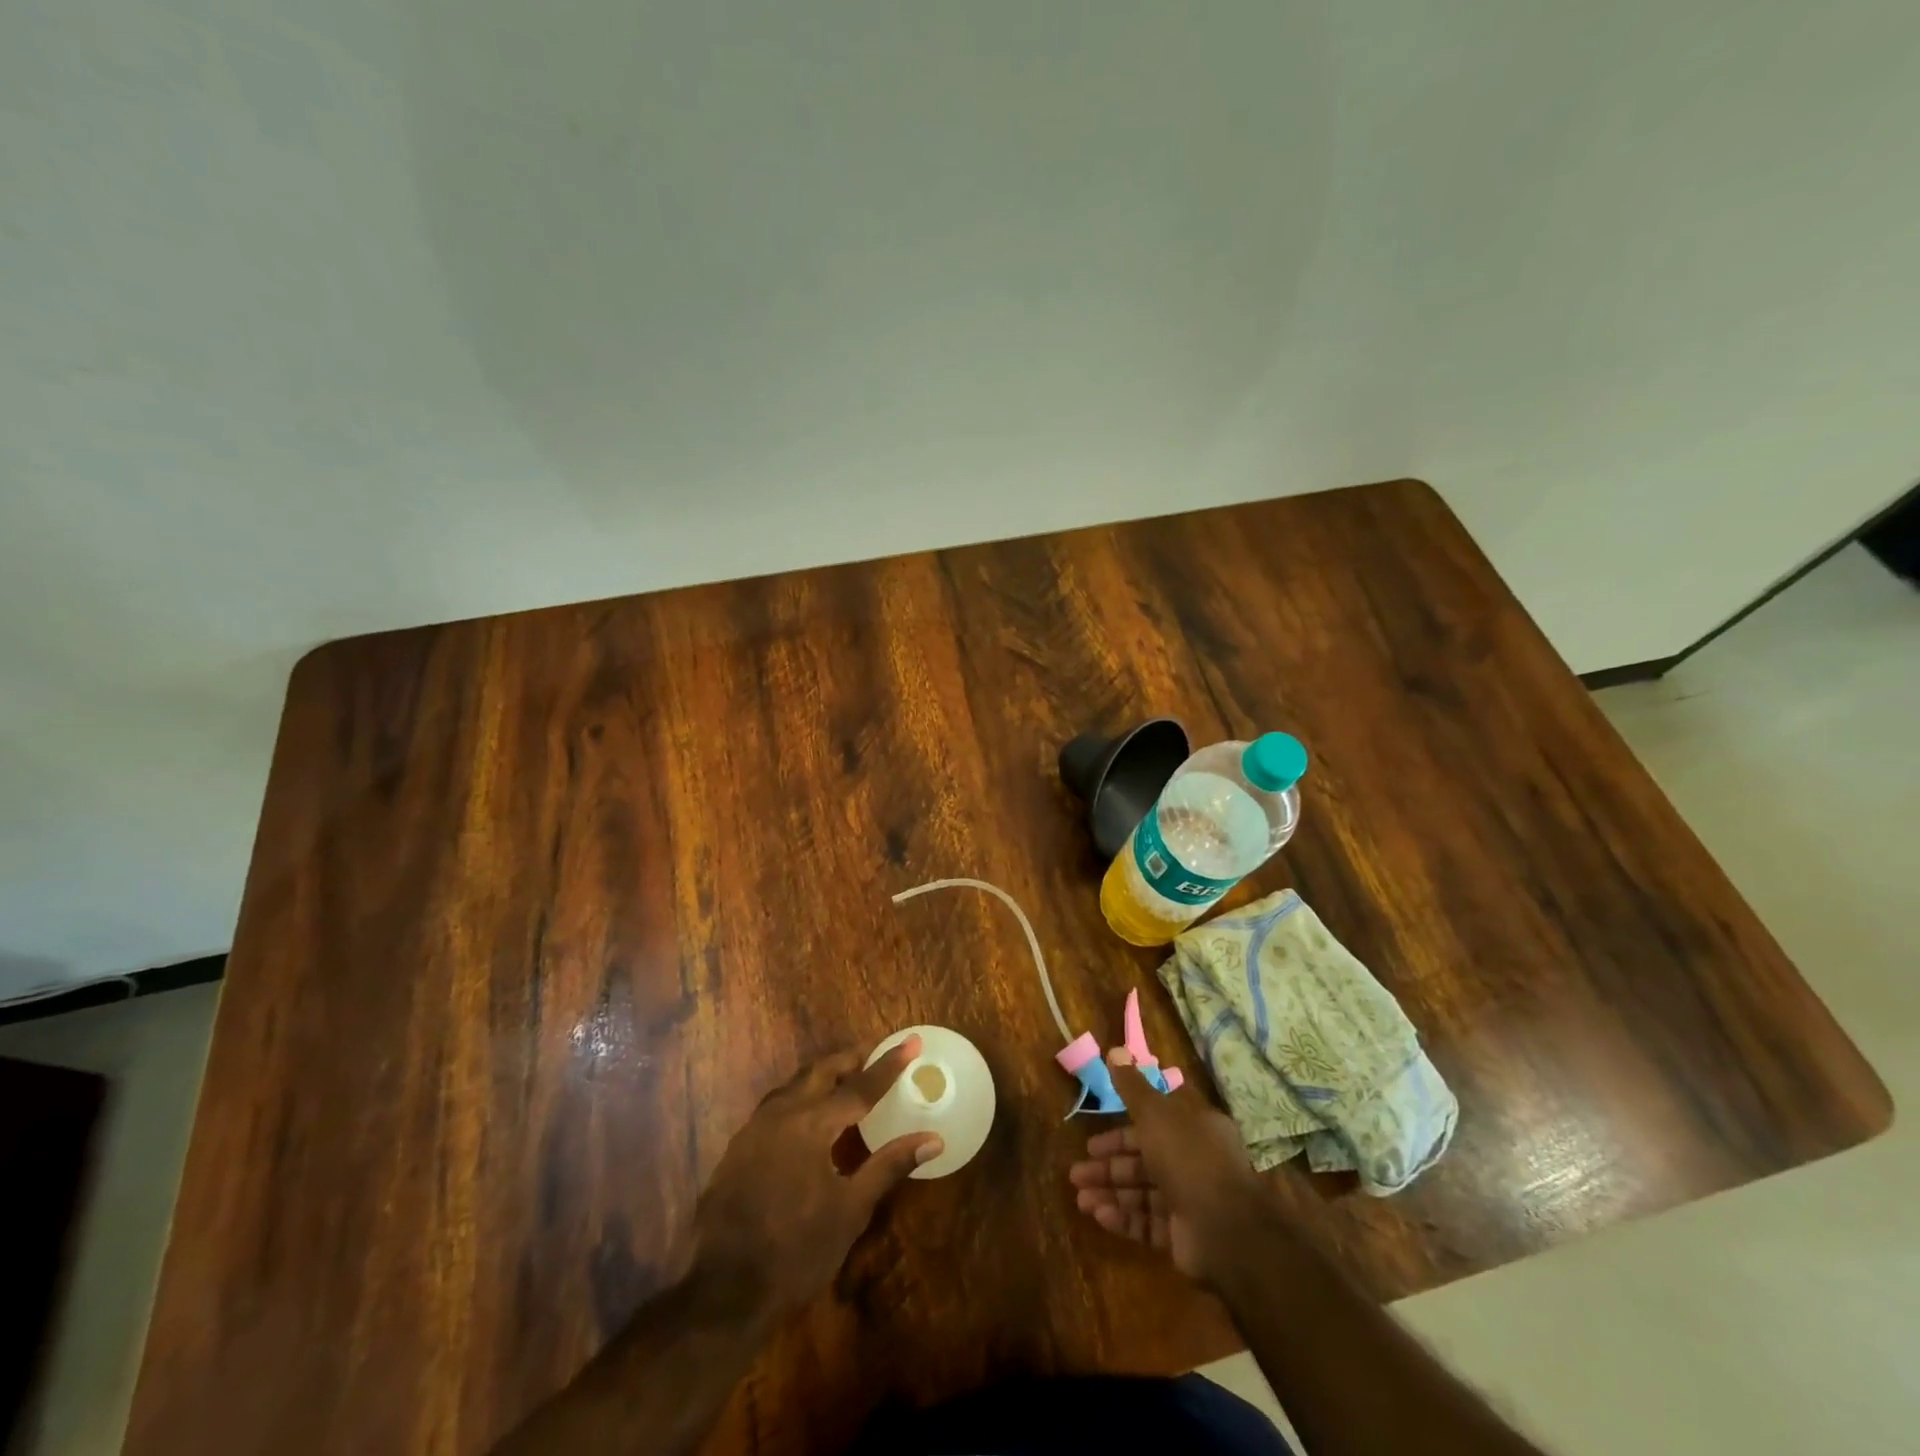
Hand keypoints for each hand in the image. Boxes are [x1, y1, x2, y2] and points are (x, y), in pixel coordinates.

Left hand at [693, 1037, 941, 1318]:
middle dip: (849, 1060)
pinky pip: (775, 1106)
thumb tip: (932, 1139)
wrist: (723, 1292)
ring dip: (822, 1077)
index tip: (911, 1041)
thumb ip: (889, 1166)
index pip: (860, 1087)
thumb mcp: (850, 1211)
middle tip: (874, 1055)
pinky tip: (807, 1118)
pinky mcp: (737, 1148)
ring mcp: (754, 1129)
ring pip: (793, 1085)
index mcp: (812, 1124)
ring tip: (844, 1081)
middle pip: (820, 1072)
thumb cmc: (796, 1252)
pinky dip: (799, 1098)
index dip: (888, 1065)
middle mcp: (781, 1114)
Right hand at [1069, 1050, 1273, 1285]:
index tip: (1092, 1137)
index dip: (1121, 1127)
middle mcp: (1193, 1161)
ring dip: (1111, 1193)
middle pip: (1143, 1159)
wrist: (1226, 1229)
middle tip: (1076, 1172)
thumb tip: (1115, 1051)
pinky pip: (1150, 1222)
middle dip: (1108, 1165)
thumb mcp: (1156, 1113)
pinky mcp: (1185, 1234)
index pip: (1153, 1122)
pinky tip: (1100, 1216)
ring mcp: (1190, 1199)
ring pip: (1143, 1192)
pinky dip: (1126, 1218)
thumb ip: (1132, 1087)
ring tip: (1080, 1199)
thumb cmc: (1188, 1157)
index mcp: (1194, 1128)